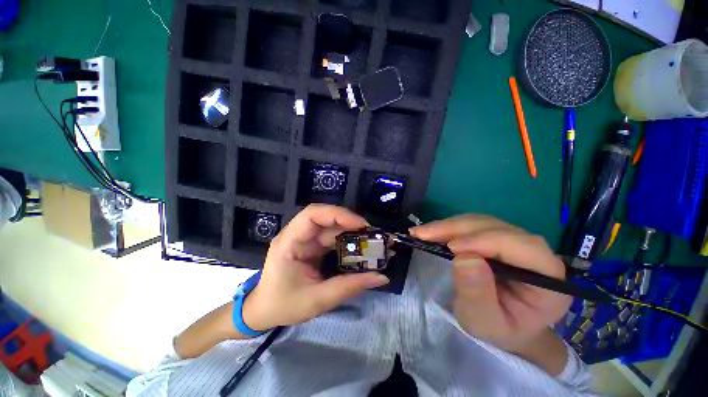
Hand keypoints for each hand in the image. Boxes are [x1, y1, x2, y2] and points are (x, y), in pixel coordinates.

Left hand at [243, 204, 389, 330]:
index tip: (361, 225)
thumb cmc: (282, 305)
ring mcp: (305, 239)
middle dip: (351, 222)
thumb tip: (381, 277)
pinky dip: (349, 240)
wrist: (262, 311)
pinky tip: (362, 247)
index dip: (338, 214)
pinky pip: (333, 237)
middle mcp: (297, 235)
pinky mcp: (312, 245)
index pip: (312, 215)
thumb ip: (349, 287)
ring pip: (332, 227)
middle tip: (373, 233)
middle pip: (326, 217)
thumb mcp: (317, 300)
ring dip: (352, 231)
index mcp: (289, 242)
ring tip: (373, 240)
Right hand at [410, 215, 570, 354]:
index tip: (450, 247)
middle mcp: (536, 252)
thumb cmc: (498, 330)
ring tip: (422, 233)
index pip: (522, 246)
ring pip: (481, 222)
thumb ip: (477, 294)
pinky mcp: (496, 238)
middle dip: (457, 228)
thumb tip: (463, 257)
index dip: (486, 241)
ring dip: (449, 225)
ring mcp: (515, 241)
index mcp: (548, 278)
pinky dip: (449, 227)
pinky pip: (472, 225)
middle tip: (423, 234)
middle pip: (496, 228)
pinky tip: (432, 231)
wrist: (503, 325)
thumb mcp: (485, 323)